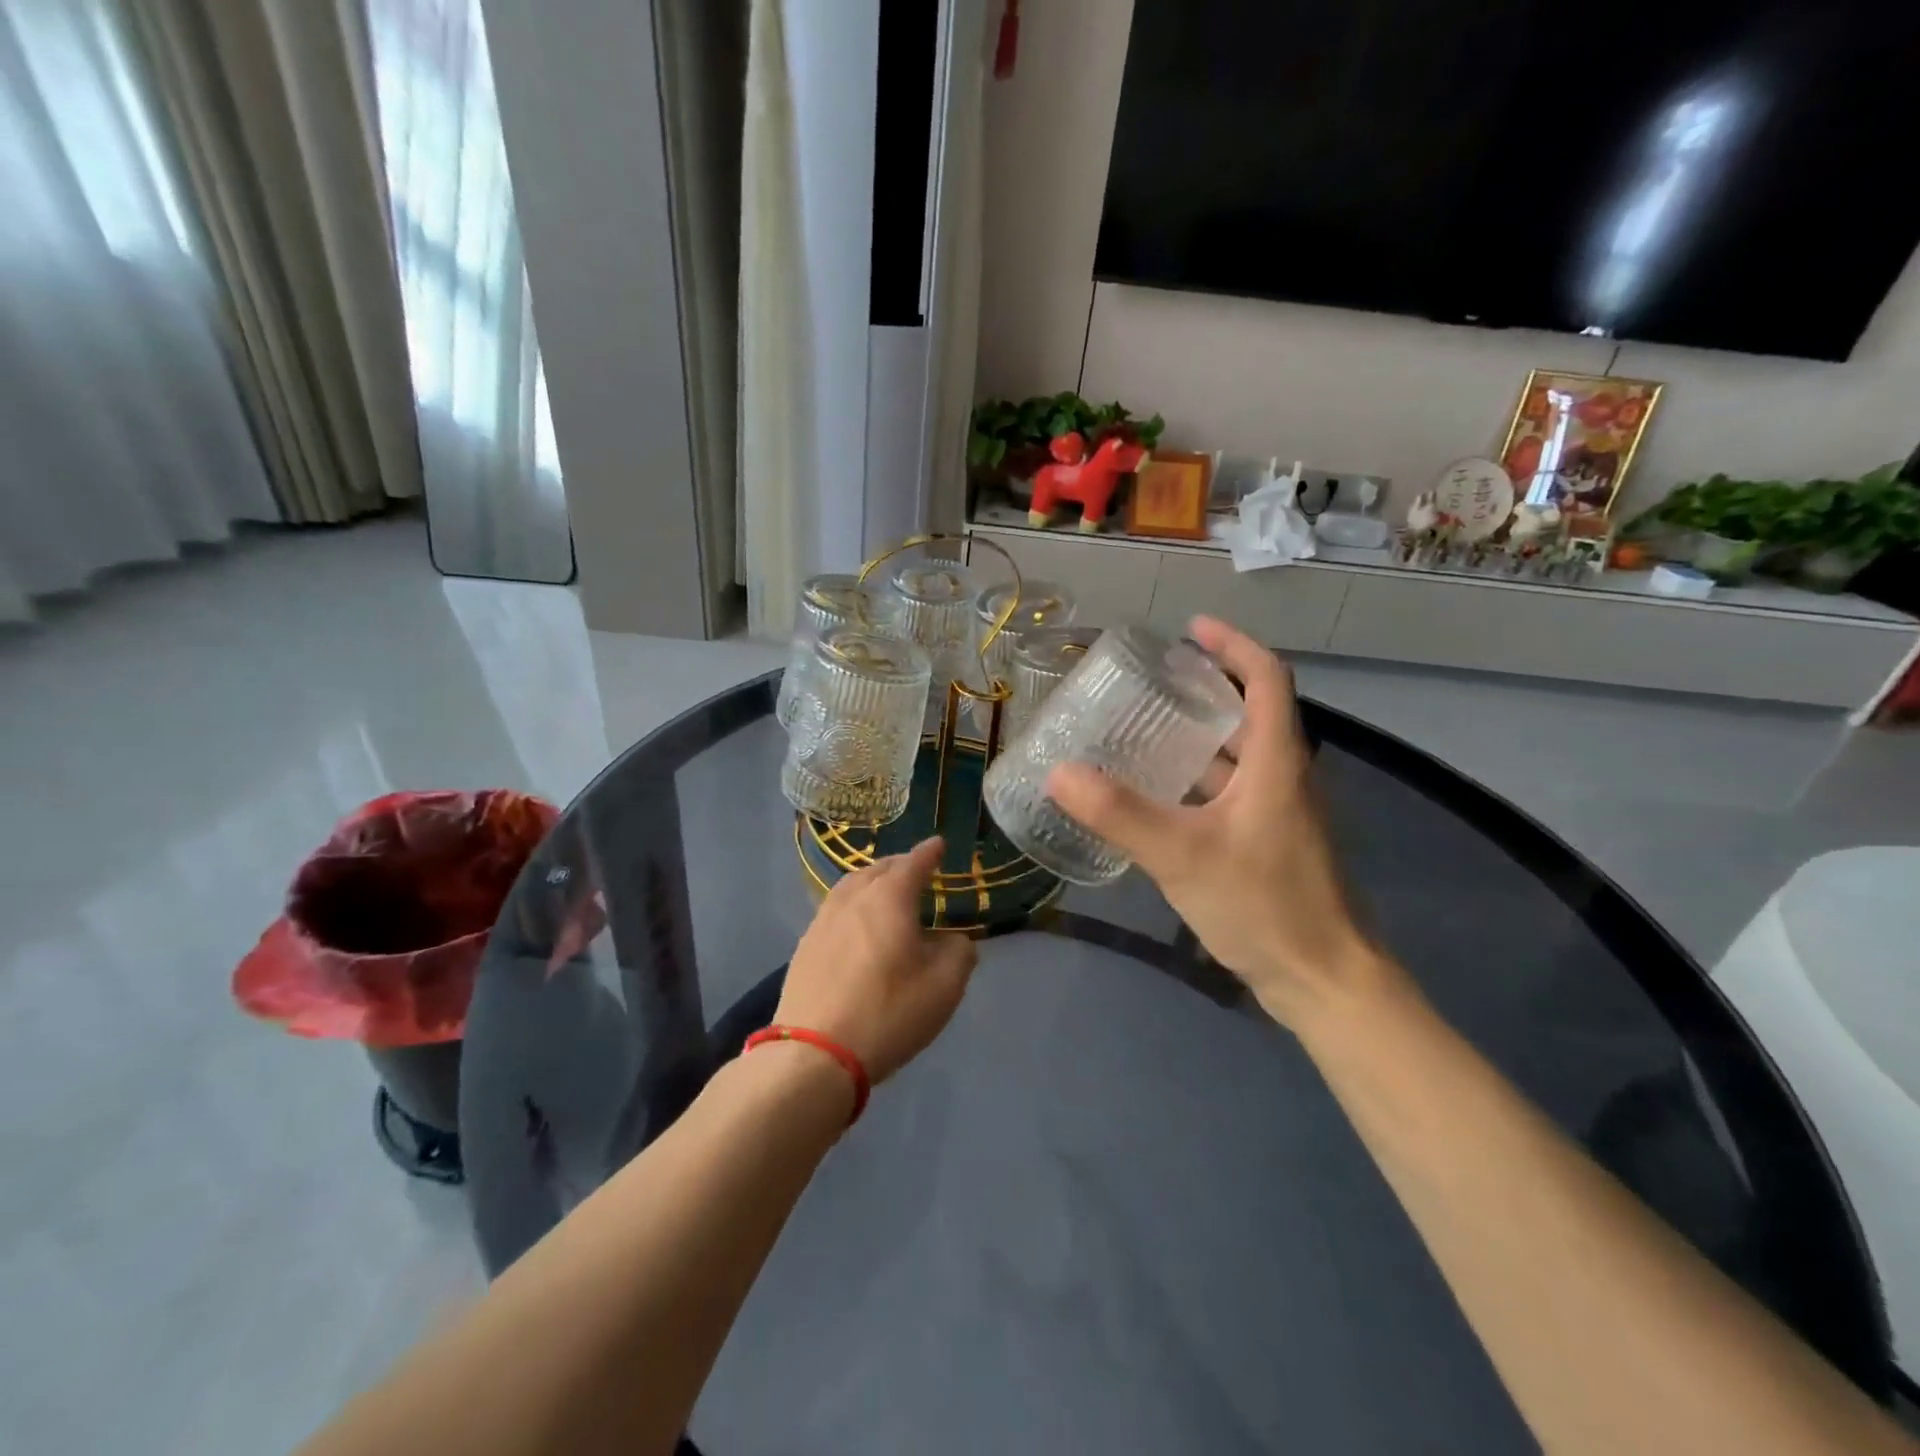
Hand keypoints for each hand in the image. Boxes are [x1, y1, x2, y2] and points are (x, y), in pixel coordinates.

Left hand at [776, 836, 977, 1083]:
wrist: (815, 1052)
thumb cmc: (888, 1012)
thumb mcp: (944, 986)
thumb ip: (959, 953)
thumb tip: (954, 940)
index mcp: (889, 898)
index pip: (913, 863)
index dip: (929, 853)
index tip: (939, 844)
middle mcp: (853, 899)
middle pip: (878, 869)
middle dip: (900, 865)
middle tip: (916, 868)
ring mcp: (823, 921)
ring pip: (851, 887)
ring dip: (873, 882)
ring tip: (885, 891)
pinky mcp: (805, 947)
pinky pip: (835, 910)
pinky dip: (853, 905)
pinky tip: (858, 924)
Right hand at [1045, 617, 1405, 1031]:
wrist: (1323, 980)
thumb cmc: (1264, 905)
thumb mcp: (1182, 855)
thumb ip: (1119, 813)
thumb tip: (1059, 772)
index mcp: (1277, 761)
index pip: (1266, 678)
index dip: (1232, 645)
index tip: (1190, 629)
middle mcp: (1284, 776)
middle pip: (1247, 713)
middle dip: (1202, 690)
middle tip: (1148, 683)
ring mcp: (1279, 812)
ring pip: (1236, 757)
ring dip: (1194, 739)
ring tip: (1138, 731)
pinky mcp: (1268, 842)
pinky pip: (1228, 793)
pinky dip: (1194, 782)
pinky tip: (1153, 797)